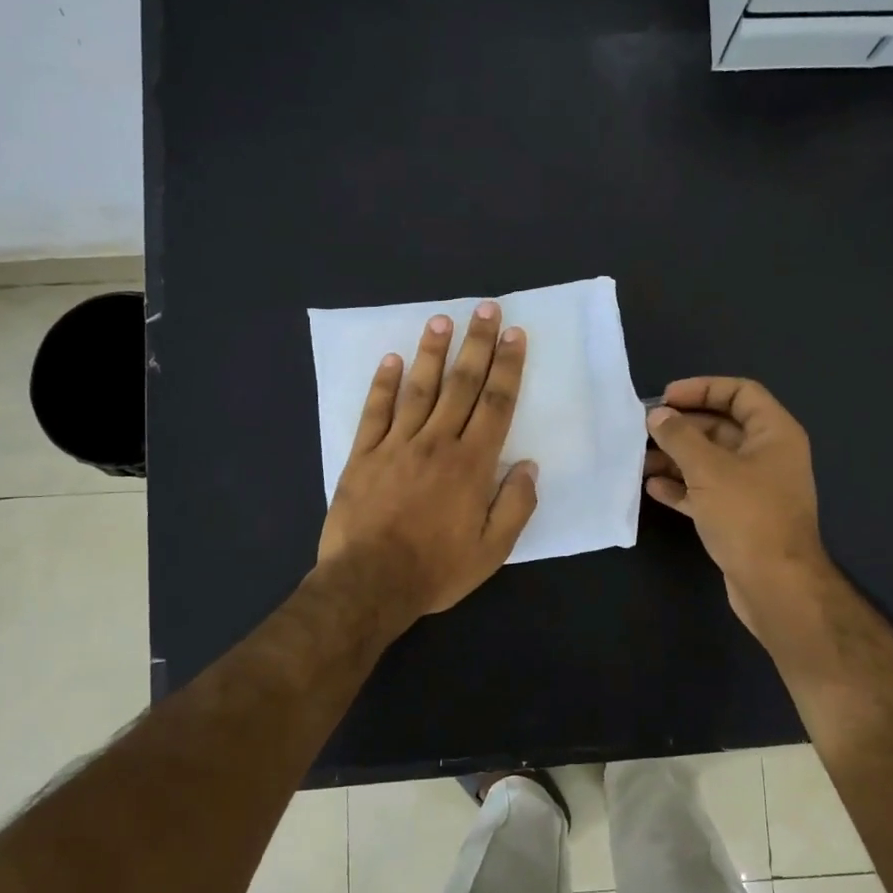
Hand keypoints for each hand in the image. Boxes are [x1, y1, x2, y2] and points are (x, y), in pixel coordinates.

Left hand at [317, 303, 539, 622]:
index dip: (507, 367)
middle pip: (461, 385)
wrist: (369, 584)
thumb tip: (529, 466)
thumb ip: (515, 505)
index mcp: (471, 464)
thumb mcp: (492, 550)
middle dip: (477, 345)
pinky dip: (383, 384)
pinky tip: (391, 359)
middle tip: (486, 309)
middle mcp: (436, 443)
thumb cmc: (436, 569)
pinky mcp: (363, 455)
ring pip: (419, 389)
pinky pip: (375, 412)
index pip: (495, 404)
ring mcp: (396, 445)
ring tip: (443, 320)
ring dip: (433, 353)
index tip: (514, 335)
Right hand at [644, 377, 833, 637]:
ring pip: (710, 462)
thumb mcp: (709, 469)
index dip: (703, 388)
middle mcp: (767, 456)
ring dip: (676, 458)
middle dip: (682, 427)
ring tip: (639, 460)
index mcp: (774, 434)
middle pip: (721, 427)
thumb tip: (658, 415)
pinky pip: (707, 492)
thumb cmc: (747, 515)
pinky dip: (682, 487)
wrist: (774, 584)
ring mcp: (754, 489)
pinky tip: (652, 488)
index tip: (666, 398)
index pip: (740, 393)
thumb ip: (680, 437)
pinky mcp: (739, 517)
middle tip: (644, 430)